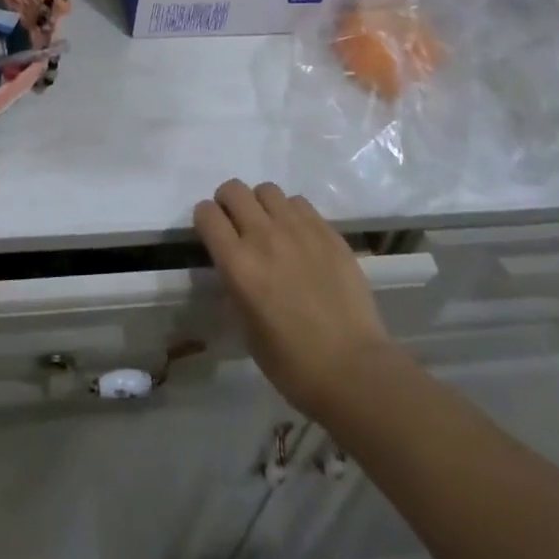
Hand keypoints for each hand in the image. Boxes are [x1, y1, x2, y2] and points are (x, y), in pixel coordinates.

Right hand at [194, 180, 395, 420]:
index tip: (211, 232)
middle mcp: (263, 236)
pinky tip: (299, 237)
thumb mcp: (246, 331)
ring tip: (271, 227)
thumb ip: (234, 289)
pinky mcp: (327, 231)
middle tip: (237, 224)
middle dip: (228, 202)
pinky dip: (291, 213)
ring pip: (267, 190)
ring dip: (261, 205)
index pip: (207, 214)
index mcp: (238, 264)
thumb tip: (233, 270)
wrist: (353, 368)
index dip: (205, 219)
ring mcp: (298, 229)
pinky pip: (299, 203)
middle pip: (234, 190)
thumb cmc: (292, 364)